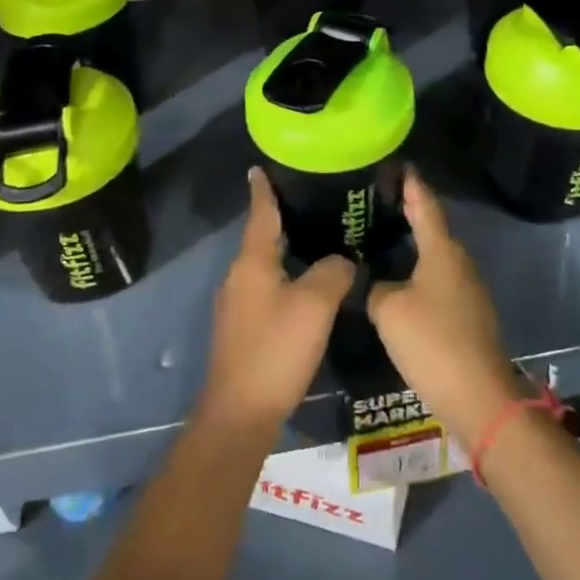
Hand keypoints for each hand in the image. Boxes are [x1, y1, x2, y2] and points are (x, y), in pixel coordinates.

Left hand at [198, 168, 355, 445]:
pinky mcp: (242, 328)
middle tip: (313, 201)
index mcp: (252, 262)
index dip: (263, 189)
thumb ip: (332, 272)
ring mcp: (237, 304)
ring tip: (317, 238)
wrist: (240, 413)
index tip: (260, 167)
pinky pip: (266, 288)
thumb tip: (342, 261)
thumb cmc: (276, 349)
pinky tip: (307, 285)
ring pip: (264, 265)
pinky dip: (285, 276)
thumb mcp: (315, 304)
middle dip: (282, 218)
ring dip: (285, 249)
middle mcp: (239, 276)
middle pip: (262, 237)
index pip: (260, 213)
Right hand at [367, 170, 523, 446]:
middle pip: (432, 230)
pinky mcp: (469, 316)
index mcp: (442, 251)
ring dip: (413, 249)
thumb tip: (378, 283)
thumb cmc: (432, 342)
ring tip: (383, 240)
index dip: (411, 185)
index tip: (401, 165)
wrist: (479, 397)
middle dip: (409, 215)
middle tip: (378, 204)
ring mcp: (468, 290)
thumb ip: (376, 289)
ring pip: (435, 259)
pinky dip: (419, 276)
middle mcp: (459, 263)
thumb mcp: (389, 310)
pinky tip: (400, 284)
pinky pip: (439, 283)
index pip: (425, 205)